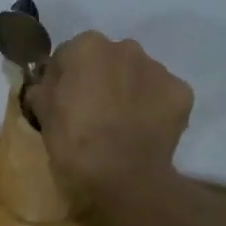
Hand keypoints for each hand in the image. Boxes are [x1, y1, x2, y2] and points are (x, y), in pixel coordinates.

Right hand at [29, 32, 193, 197]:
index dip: (64, 79)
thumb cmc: (75, 146)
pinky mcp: (182, 92)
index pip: (68, 55)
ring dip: (128, 91)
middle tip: (92, 113)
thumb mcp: (44, 118)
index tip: (63, 102)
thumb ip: (43, 91)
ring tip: (121, 125)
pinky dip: (152, 108)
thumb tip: (44, 84)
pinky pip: (160, 95)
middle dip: (100, 79)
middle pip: (107, 60)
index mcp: (87, 48)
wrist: (125, 179)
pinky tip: (143, 131)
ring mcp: (158, 68)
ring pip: (137, 75)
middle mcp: (125, 47)